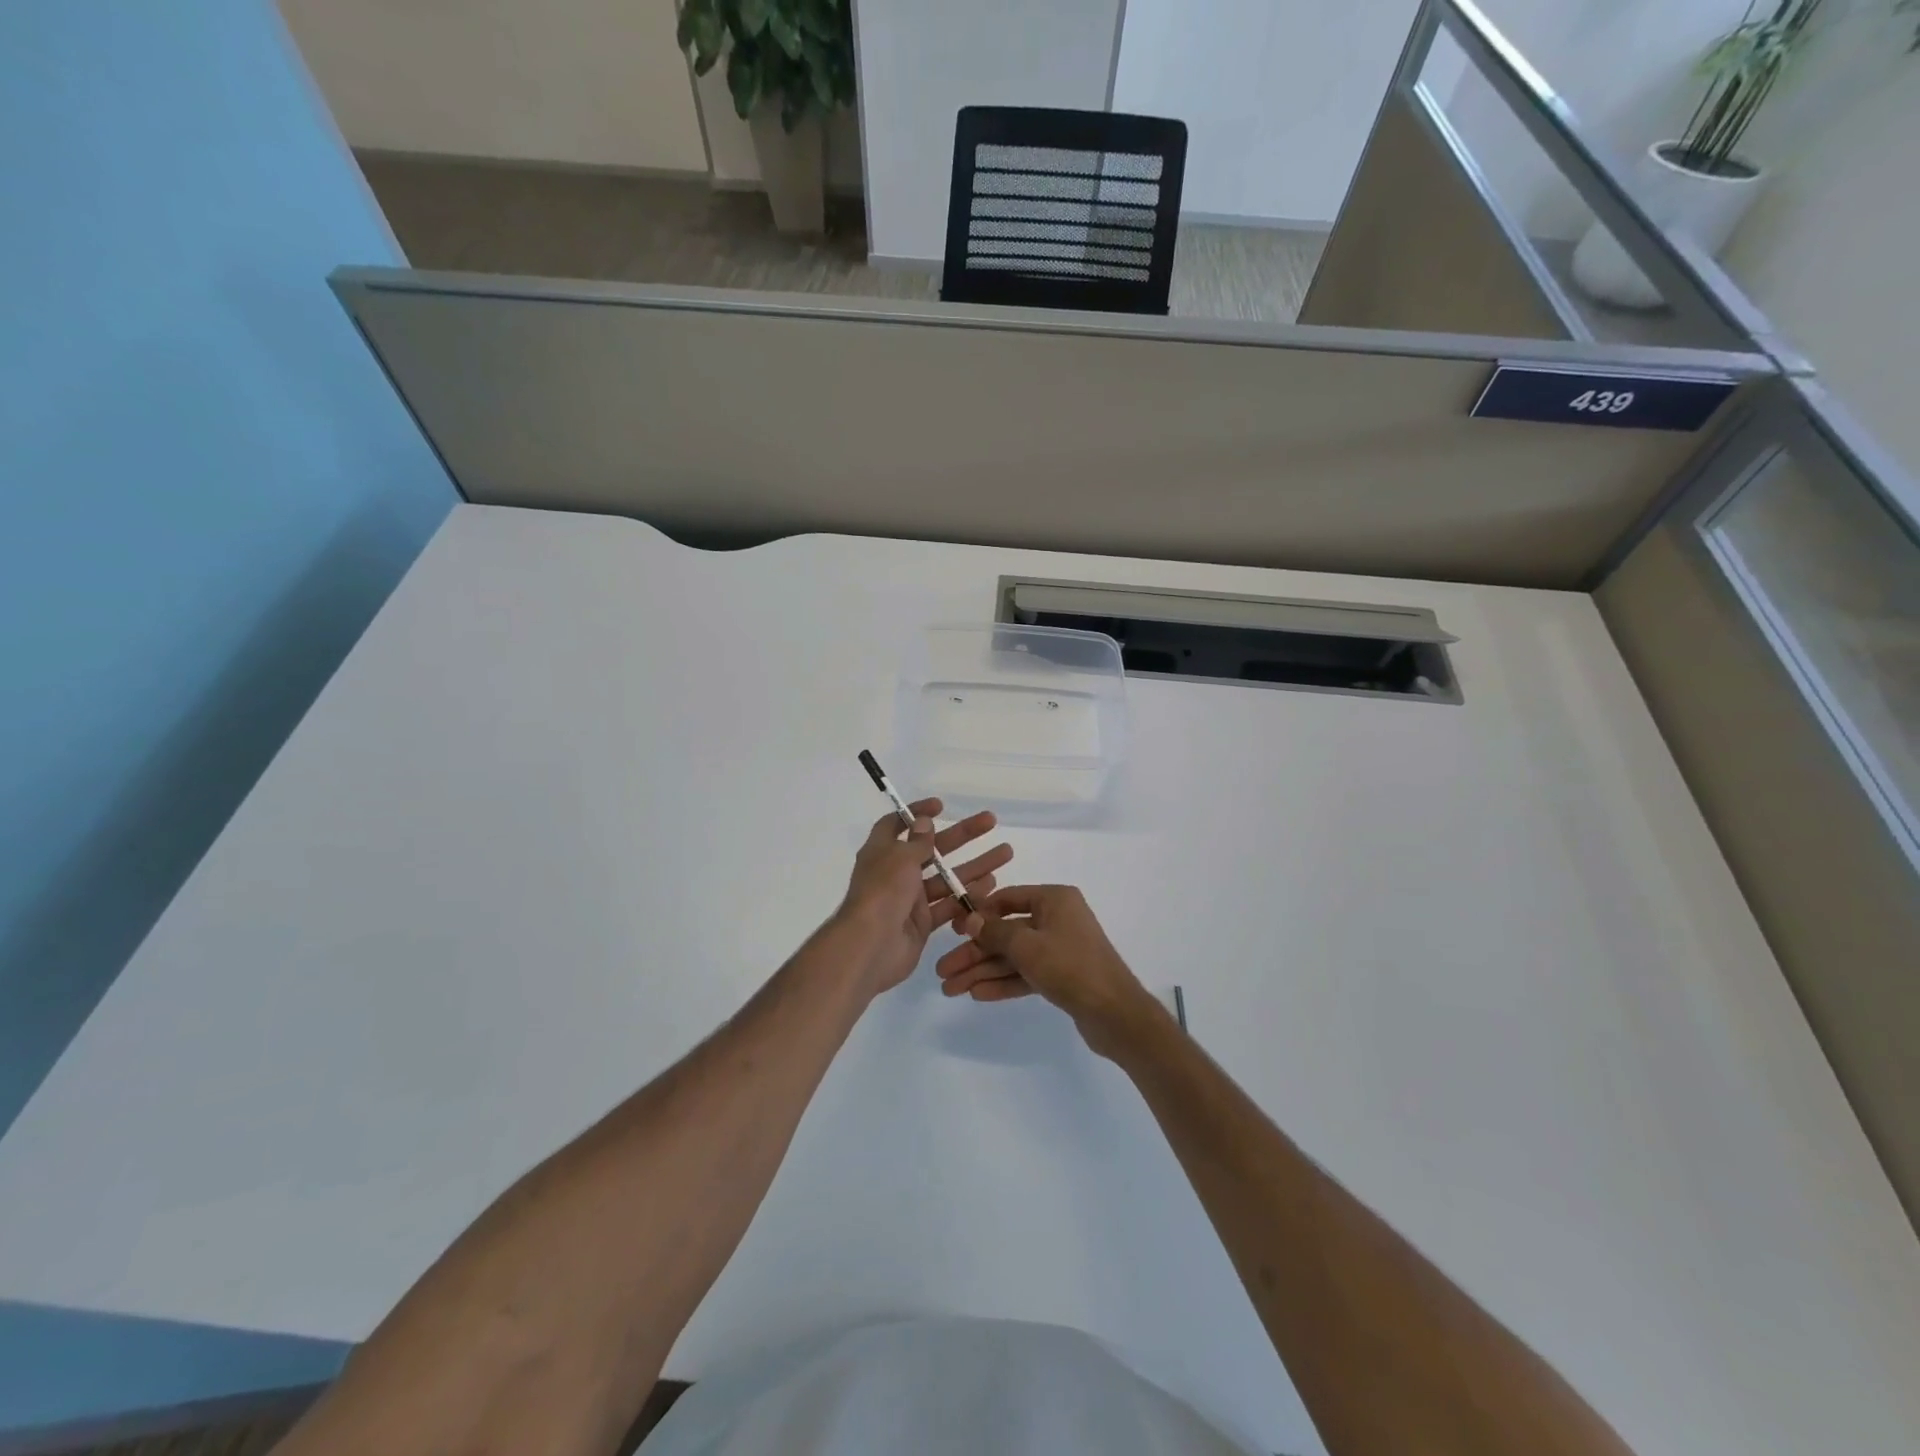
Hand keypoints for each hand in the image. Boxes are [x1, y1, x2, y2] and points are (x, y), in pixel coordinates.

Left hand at [835, 799, 1011, 999]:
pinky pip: (949, 905)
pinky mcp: (923, 923)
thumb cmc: (882, 893)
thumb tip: (923, 821)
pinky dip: (968, 896)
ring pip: (947, 878)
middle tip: (991, 822)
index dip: (917, 813)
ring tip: (1005, 853)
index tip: (941, 806)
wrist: (870, 947)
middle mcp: (896, 873)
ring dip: (975, 865)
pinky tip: (991, 886)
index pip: (896, 824)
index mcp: (883, 852)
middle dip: (962, 835)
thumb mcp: (899, 858)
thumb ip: (917, 841)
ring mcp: (910, 899)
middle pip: (933, 848)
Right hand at [935, 885, 1157, 1057]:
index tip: (952, 931)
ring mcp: (1060, 948)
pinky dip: (1003, 983)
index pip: (1007, 898)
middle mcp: (1057, 919)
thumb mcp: (1027, 946)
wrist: (1116, 1014)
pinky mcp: (1062, 975)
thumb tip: (971, 919)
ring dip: (983, 972)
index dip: (978, 914)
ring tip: (951, 989)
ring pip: (1013, 957)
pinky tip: (977, 994)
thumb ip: (995, 932)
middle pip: (1006, 932)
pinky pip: (1026, 974)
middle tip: (943, 972)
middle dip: (974, 953)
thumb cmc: (1071, 966)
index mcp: (1054, 899)